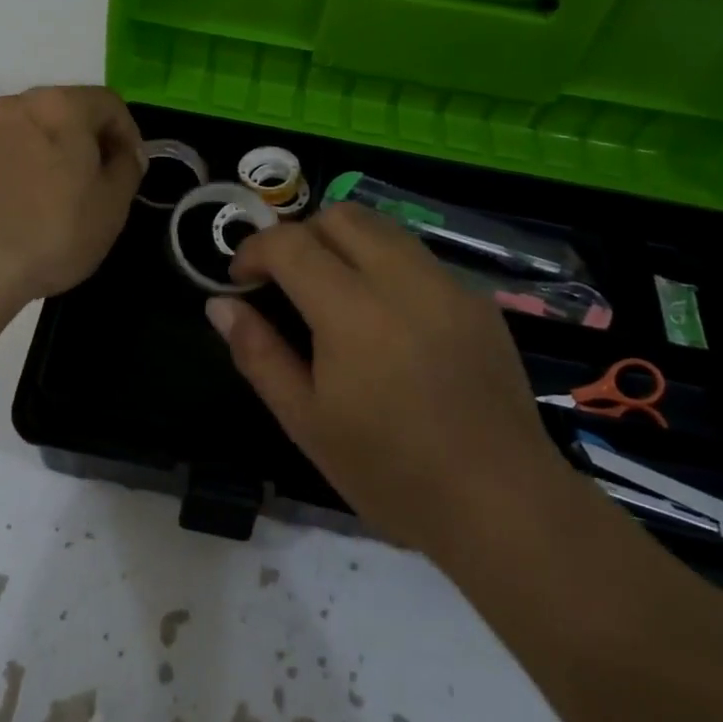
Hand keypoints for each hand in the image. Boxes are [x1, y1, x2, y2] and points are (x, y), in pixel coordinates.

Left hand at [0, 86, 143, 304]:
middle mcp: (16, 105)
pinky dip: (13, 171)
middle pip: (64, 112)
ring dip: (46, 154)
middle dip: (85, 141)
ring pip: (27, 132)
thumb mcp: (112, 205)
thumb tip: (124, 154)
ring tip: (53, 198)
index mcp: (60, 106)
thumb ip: (127, 169)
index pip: (108, 103)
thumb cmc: (53, 231)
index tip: (130, 170)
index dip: (128, 134)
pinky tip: (15, 210)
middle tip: (95, 182)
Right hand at [206, 202, 564, 554]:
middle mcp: (402, 279)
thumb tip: (220, 304)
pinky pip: (417, 257)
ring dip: (343, 242)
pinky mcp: (477, 300)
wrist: (502, 505)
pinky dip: (384, 264)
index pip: (290, 243)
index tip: (241, 281)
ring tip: (331, 292)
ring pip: (382, 227)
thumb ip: (258, 353)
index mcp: (352, 311)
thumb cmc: (391, 473)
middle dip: (299, 235)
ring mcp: (447, 284)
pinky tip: (385, 318)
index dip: (254, 250)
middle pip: (338, 216)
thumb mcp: (307, 421)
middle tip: (285, 281)